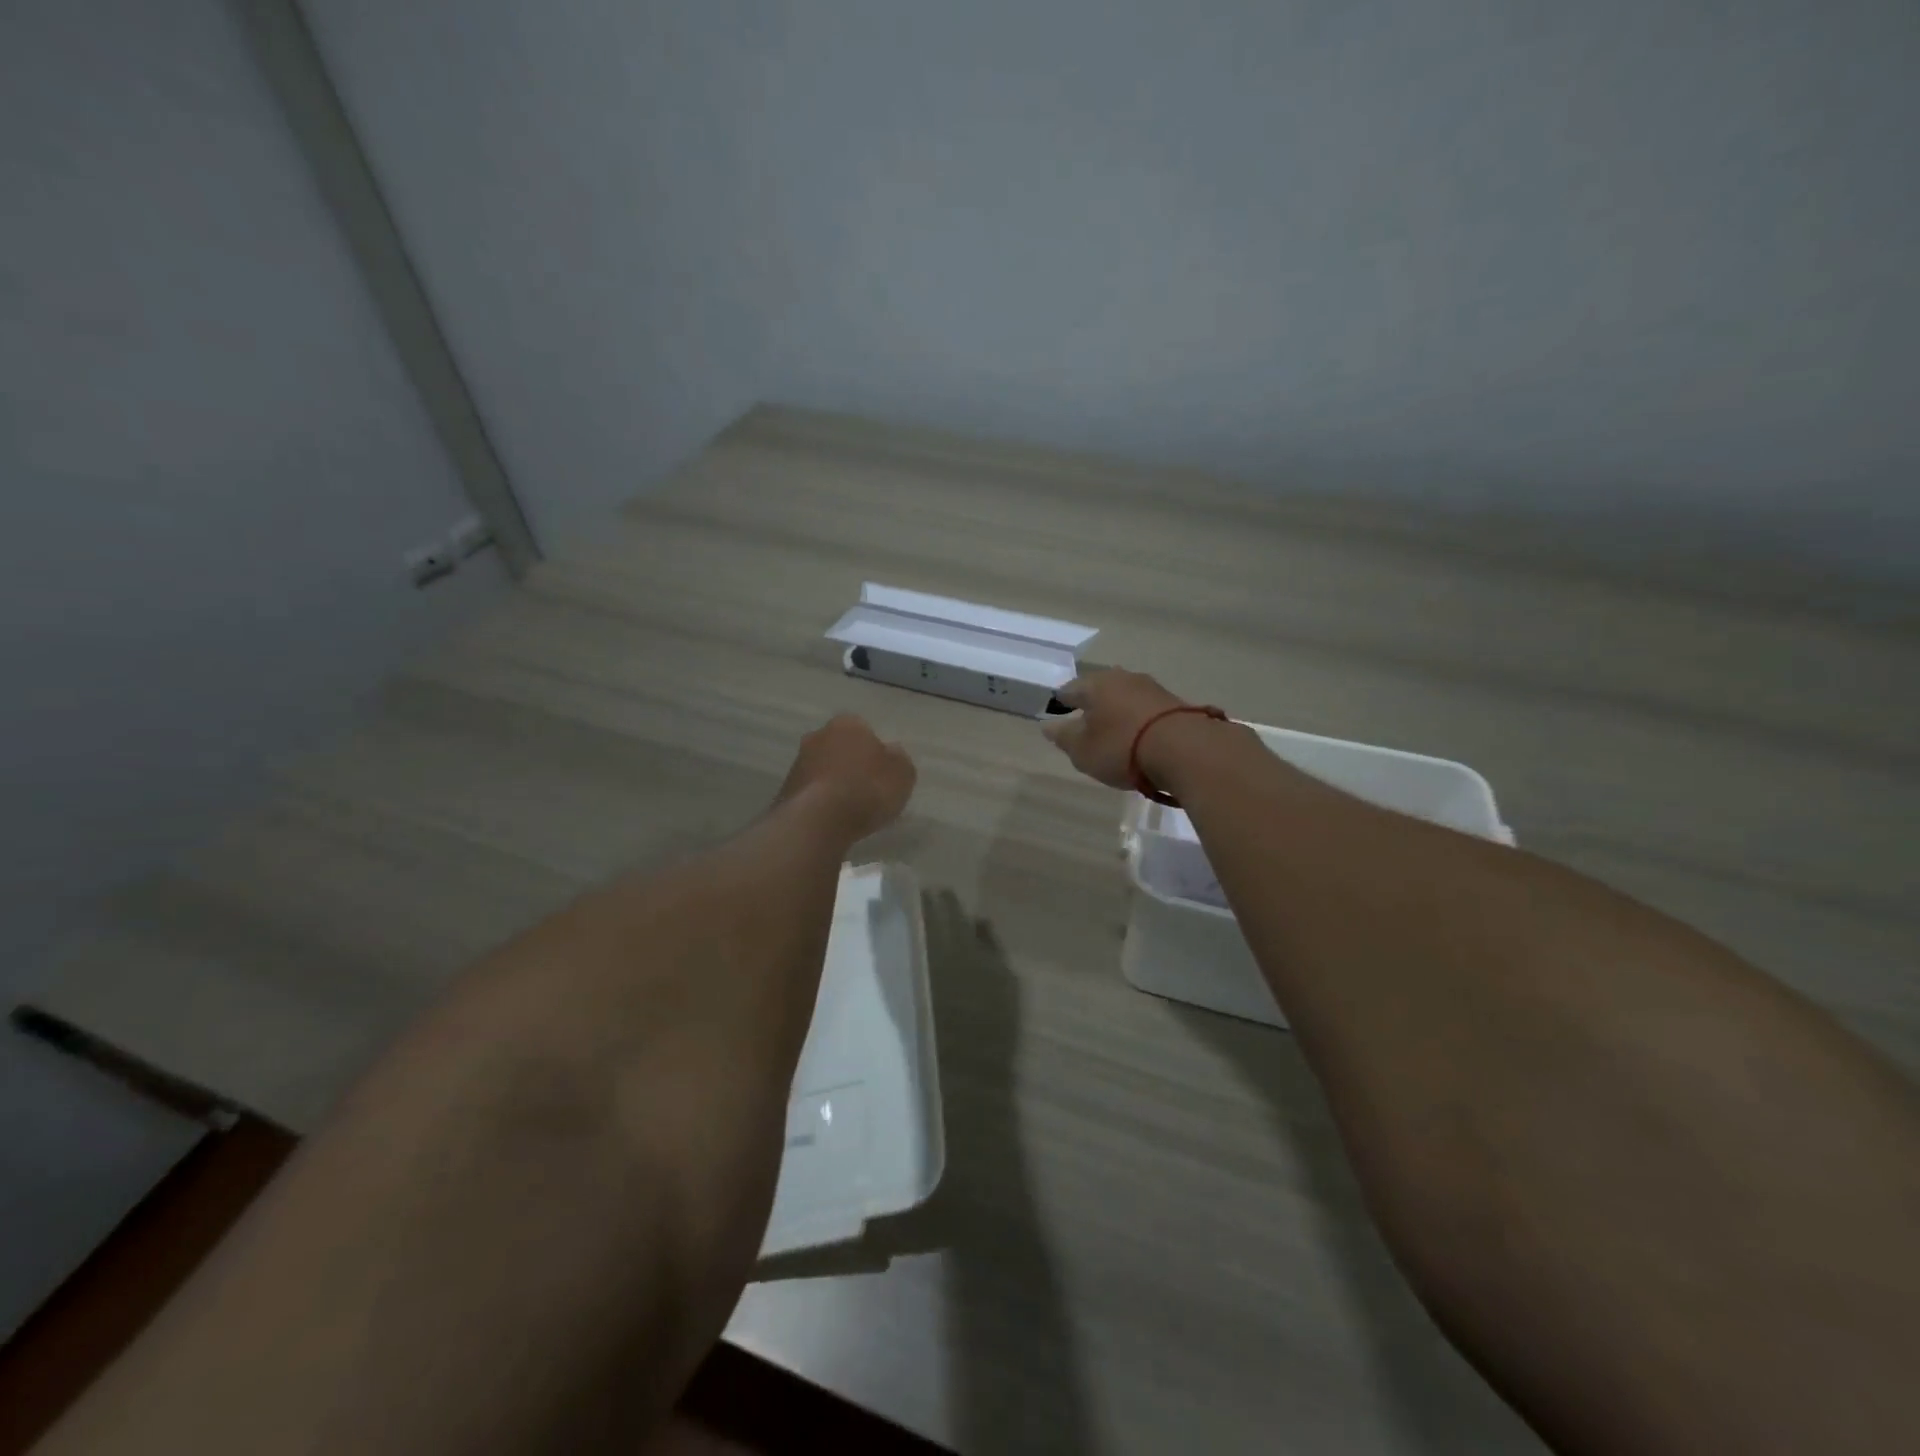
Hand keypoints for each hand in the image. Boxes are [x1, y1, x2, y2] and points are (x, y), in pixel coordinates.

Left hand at [776, 714, 916, 840]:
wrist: (817, 820)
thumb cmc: (866, 789)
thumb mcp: (902, 774)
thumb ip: (898, 760)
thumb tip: (892, 753)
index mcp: (847, 724)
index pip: (864, 730)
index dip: (875, 751)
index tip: (882, 773)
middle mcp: (818, 735)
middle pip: (839, 747)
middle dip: (850, 763)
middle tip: (866, 788)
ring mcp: (797, 762)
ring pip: (822, 769)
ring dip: (833, 783)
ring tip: (849, 809)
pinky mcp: (785, 789)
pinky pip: (811, 792)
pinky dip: (820, 801)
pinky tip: (832, 819)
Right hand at [1042, 669, 1187, 789]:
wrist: (1184, 750)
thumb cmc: (1121, 747)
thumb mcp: (1082, 750)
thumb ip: (1063, 737)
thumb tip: (1049, 725)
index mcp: (1095, 684)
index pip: (1069, 689)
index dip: (1060, 702)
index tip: (1057, 714)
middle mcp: (1122, 678)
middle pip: (1100, 689)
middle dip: (1092, 704)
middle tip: (1085, 723)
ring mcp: (1151, 688)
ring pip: (1125, 697)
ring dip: (1118, 711)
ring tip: (1113, 731)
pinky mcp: (1174, 703)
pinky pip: (1146, 709)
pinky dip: (1138, 720)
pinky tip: (1139, 736)